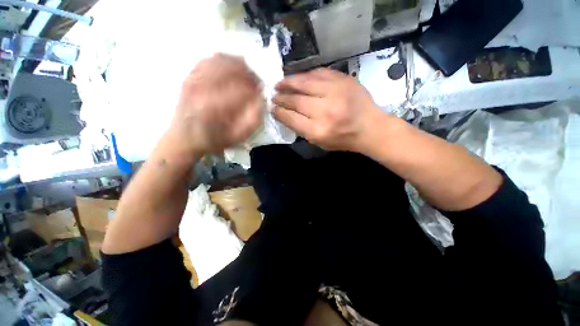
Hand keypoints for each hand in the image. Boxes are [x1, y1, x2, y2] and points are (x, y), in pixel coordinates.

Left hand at [170, 53, 264, 155]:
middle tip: (256, 81)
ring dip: (238, 65)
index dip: (255, 87)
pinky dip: (223, 60)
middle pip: (231, 68)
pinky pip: (208, 60)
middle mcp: (202, 88)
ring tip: (246, 73)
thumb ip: (253, 119)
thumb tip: (260, 99)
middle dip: (248, 73)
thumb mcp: (238, 136)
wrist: (183, 138)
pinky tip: (231, 67)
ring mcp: (193, 80)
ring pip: (220, 60)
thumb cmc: (213, 140)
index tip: (261, 91)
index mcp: (215, 106)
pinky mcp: (189, 77)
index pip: (242, 87)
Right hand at [273, 68, 388, 152]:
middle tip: (274, 95)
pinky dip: (305, 75)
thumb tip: (285, 114)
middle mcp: (325, 111)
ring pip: (305, 83)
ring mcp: (335, 93)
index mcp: (318, 131)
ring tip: (280, 82)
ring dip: (289, 82)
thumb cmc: (343, 139)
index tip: (272, 107)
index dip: (279, 112)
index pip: (291, 118)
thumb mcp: (320, 142)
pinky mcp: (343, 80)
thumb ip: (302, 129)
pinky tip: (298, 78)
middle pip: (296, 100)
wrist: (370, 128)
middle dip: (282, 97)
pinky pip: (319, 73)